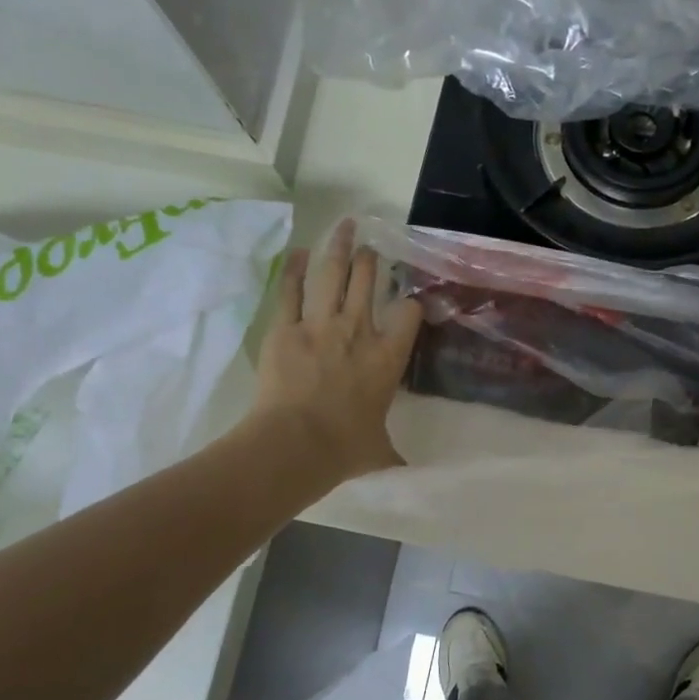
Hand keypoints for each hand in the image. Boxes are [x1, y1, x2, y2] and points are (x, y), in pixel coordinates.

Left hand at [245, 219, 422, 482]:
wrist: (296, 444)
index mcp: (389, 357)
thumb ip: (392, 454)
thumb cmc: (345, 448)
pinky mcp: (285, 327)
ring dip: (340, 247)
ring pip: (334, 274)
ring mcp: (321, 324)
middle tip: (373, 247)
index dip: (413, 304)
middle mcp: (360, 331)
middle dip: (373, 260)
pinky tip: (298, 251)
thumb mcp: (380, 451)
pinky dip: (294, 268)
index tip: (411, 302)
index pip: (410, 314)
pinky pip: (291, 290)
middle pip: (369, 282)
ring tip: (346, 225)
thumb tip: (408, 474)